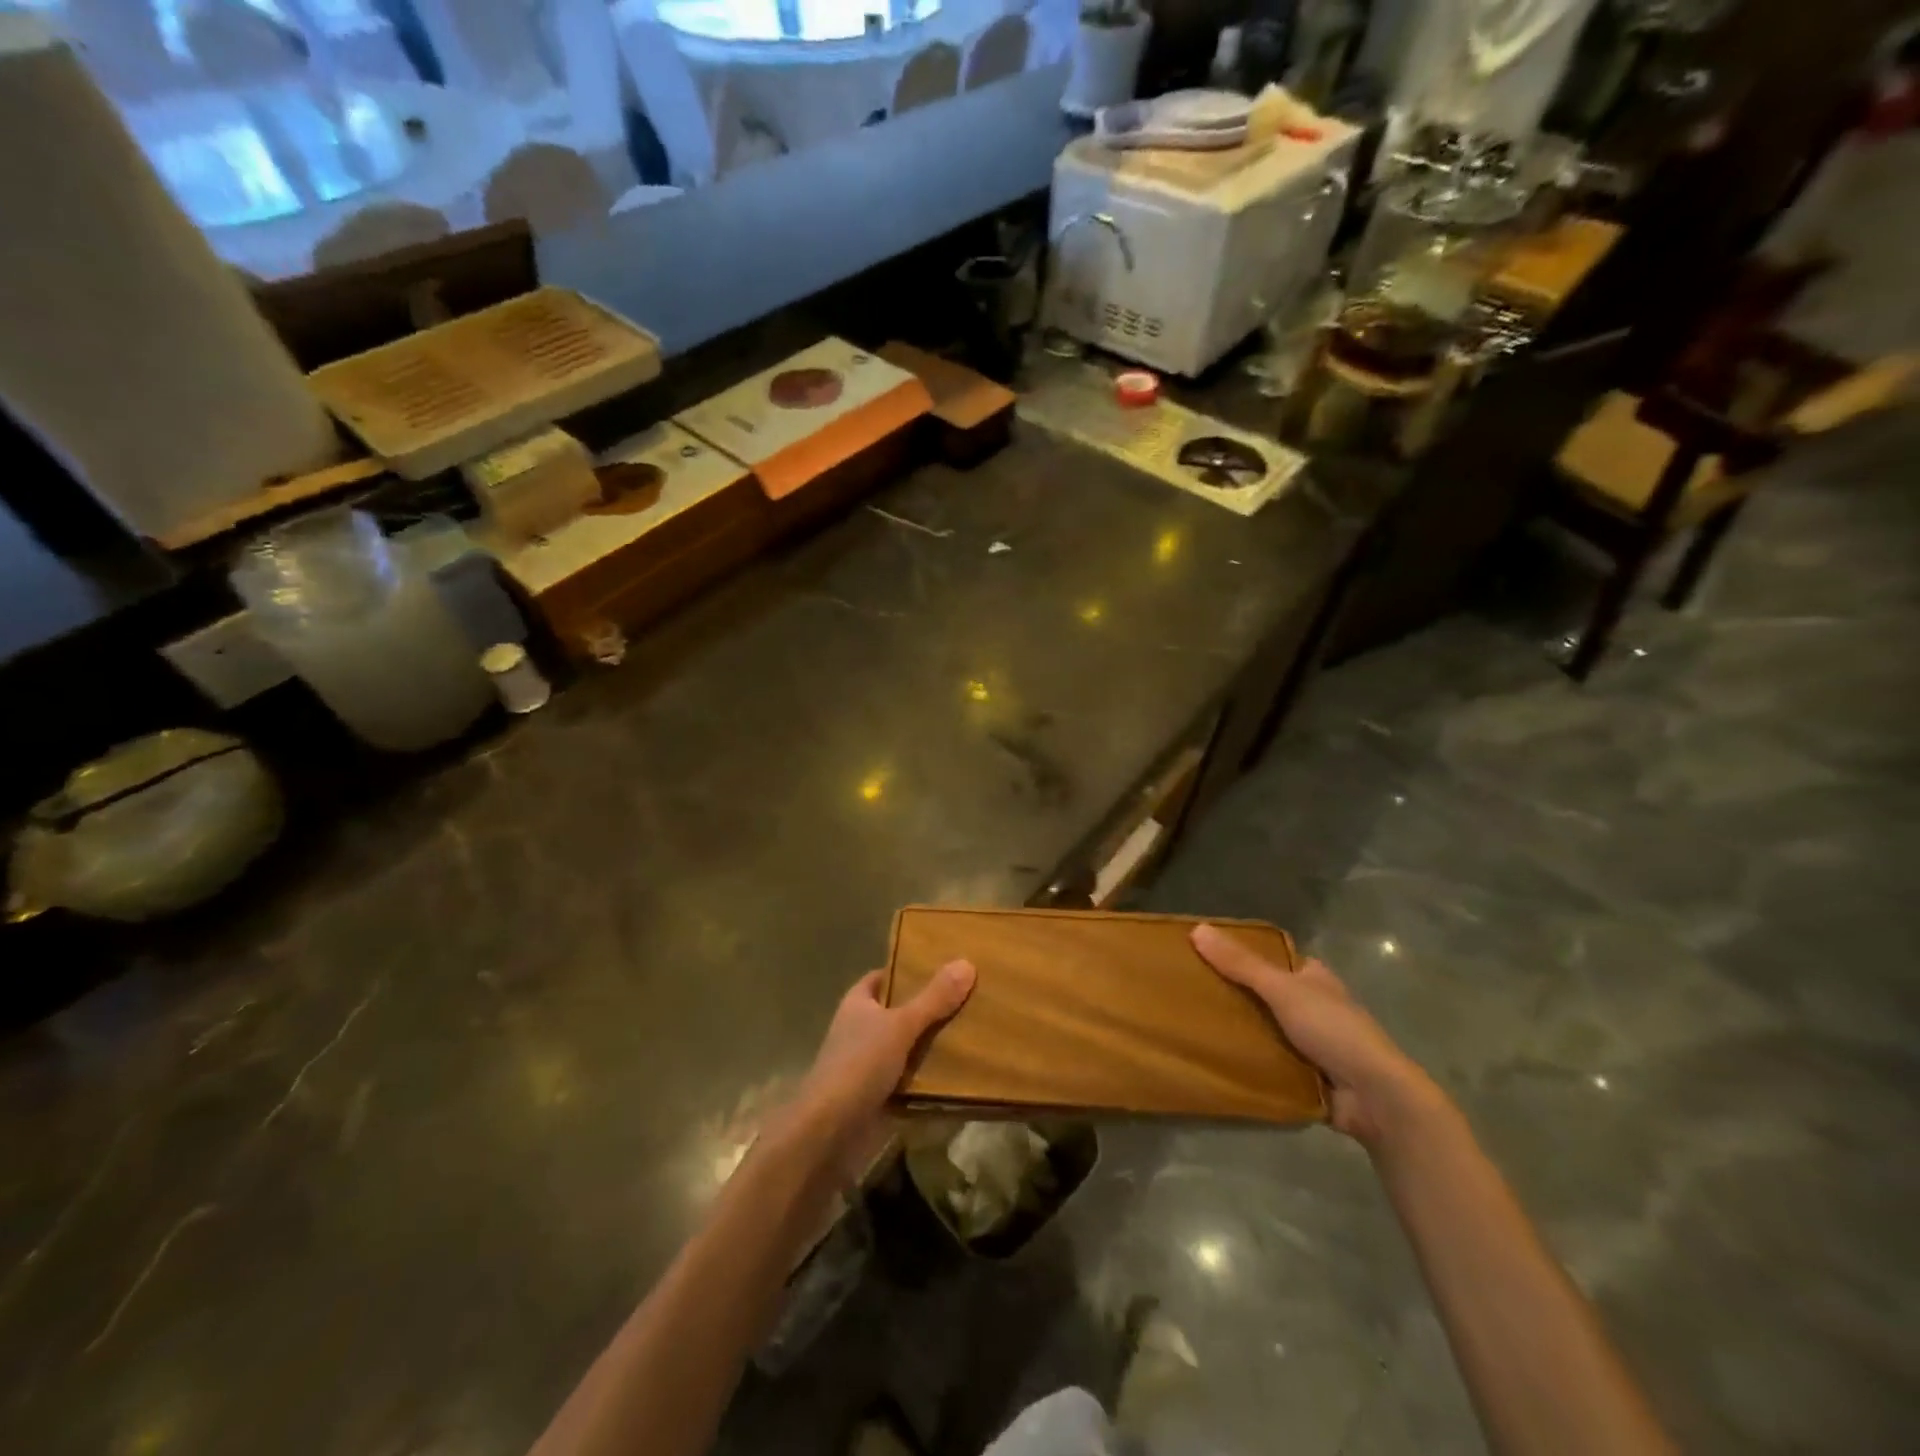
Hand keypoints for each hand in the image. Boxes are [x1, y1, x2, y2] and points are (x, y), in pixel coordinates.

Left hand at [792, 962, 975, 1156]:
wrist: (831, 1133)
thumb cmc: (859, 1064)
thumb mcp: (900, 1025)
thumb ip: (933, 998)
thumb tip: (966, 963)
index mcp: (858, 1004)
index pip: (885, 977)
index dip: (909, 969)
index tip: (943, 965)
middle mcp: (863, 1030)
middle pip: (901, 1011)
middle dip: (930, 1006)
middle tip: (970, 995)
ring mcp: (871, 1064)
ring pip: (909, 1046)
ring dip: (935, 1043)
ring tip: (976, 1029)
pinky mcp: (882, 1096)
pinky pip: (913, 1079)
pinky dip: (933, 1077)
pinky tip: (964, 1071)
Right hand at [1191, 924, 1444, 1147]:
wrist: (1375, 1097)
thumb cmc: (1333, 1030)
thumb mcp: (1283, 989)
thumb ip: (1241, 964)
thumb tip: (1197, 929)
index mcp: (1314, 978)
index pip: (1272, 959)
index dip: (1240, 955)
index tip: (1202, 956)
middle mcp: (1313, 1006)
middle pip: (1263, 994)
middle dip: (1233, 995)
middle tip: (1189, 992)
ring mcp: (1310, 1042)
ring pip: (1263, 1029)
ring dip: (1238, 1030)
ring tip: (1191, 1024)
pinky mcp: (1304, 1075)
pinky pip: (1267, 1062)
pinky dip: (1247, 1061)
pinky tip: (1214, 1059)